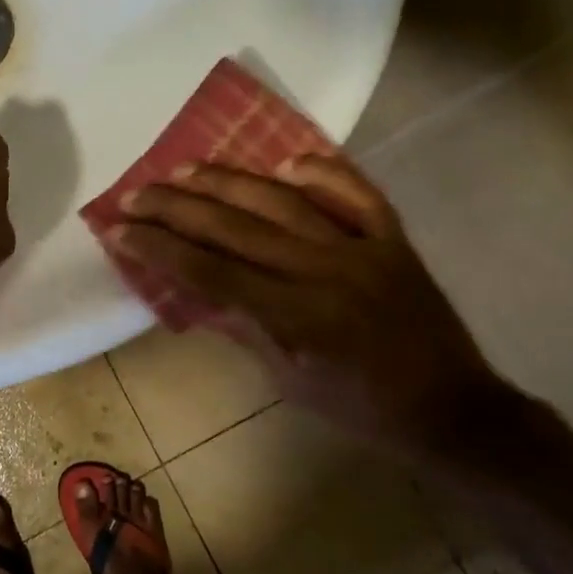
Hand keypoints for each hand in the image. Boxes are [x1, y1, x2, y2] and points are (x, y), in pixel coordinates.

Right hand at [113, 154, 504, 452]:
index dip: (160, 248)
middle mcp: (327, 271)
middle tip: (136, 193)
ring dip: (229, 182)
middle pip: (238, 228)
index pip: (212, 271)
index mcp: (300, 317)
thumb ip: (245, 329)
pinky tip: (286, 163)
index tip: (119, 230)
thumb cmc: (363, 410)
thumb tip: (195, 287)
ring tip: (185, 168)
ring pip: (285, 202)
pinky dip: (323, 173)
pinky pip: (356, 194)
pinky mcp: (393, 239)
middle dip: (178, 207)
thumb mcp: (292, 385)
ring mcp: (364, 248)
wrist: (453, 410)